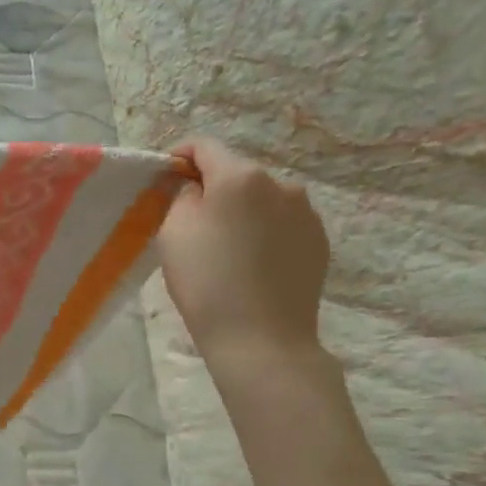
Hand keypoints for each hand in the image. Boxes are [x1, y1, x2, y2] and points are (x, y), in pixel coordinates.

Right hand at [158, 138, 329, 357]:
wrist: (262, 339)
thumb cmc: (207, 281)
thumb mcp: (173, 230)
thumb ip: (182, 194)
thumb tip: (196, 187)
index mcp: (240, 176)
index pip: (203, 146)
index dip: (179, 157)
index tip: (166, 180)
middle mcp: (281, 184)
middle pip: (235, 172)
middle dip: (212, 188)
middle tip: (191, 221)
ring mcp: (306, 213)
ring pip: (261, 198)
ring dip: (241, 209)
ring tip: (226, 245)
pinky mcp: (319, 241)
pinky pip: (282, 222)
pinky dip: (264, 230)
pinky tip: (252, 261)